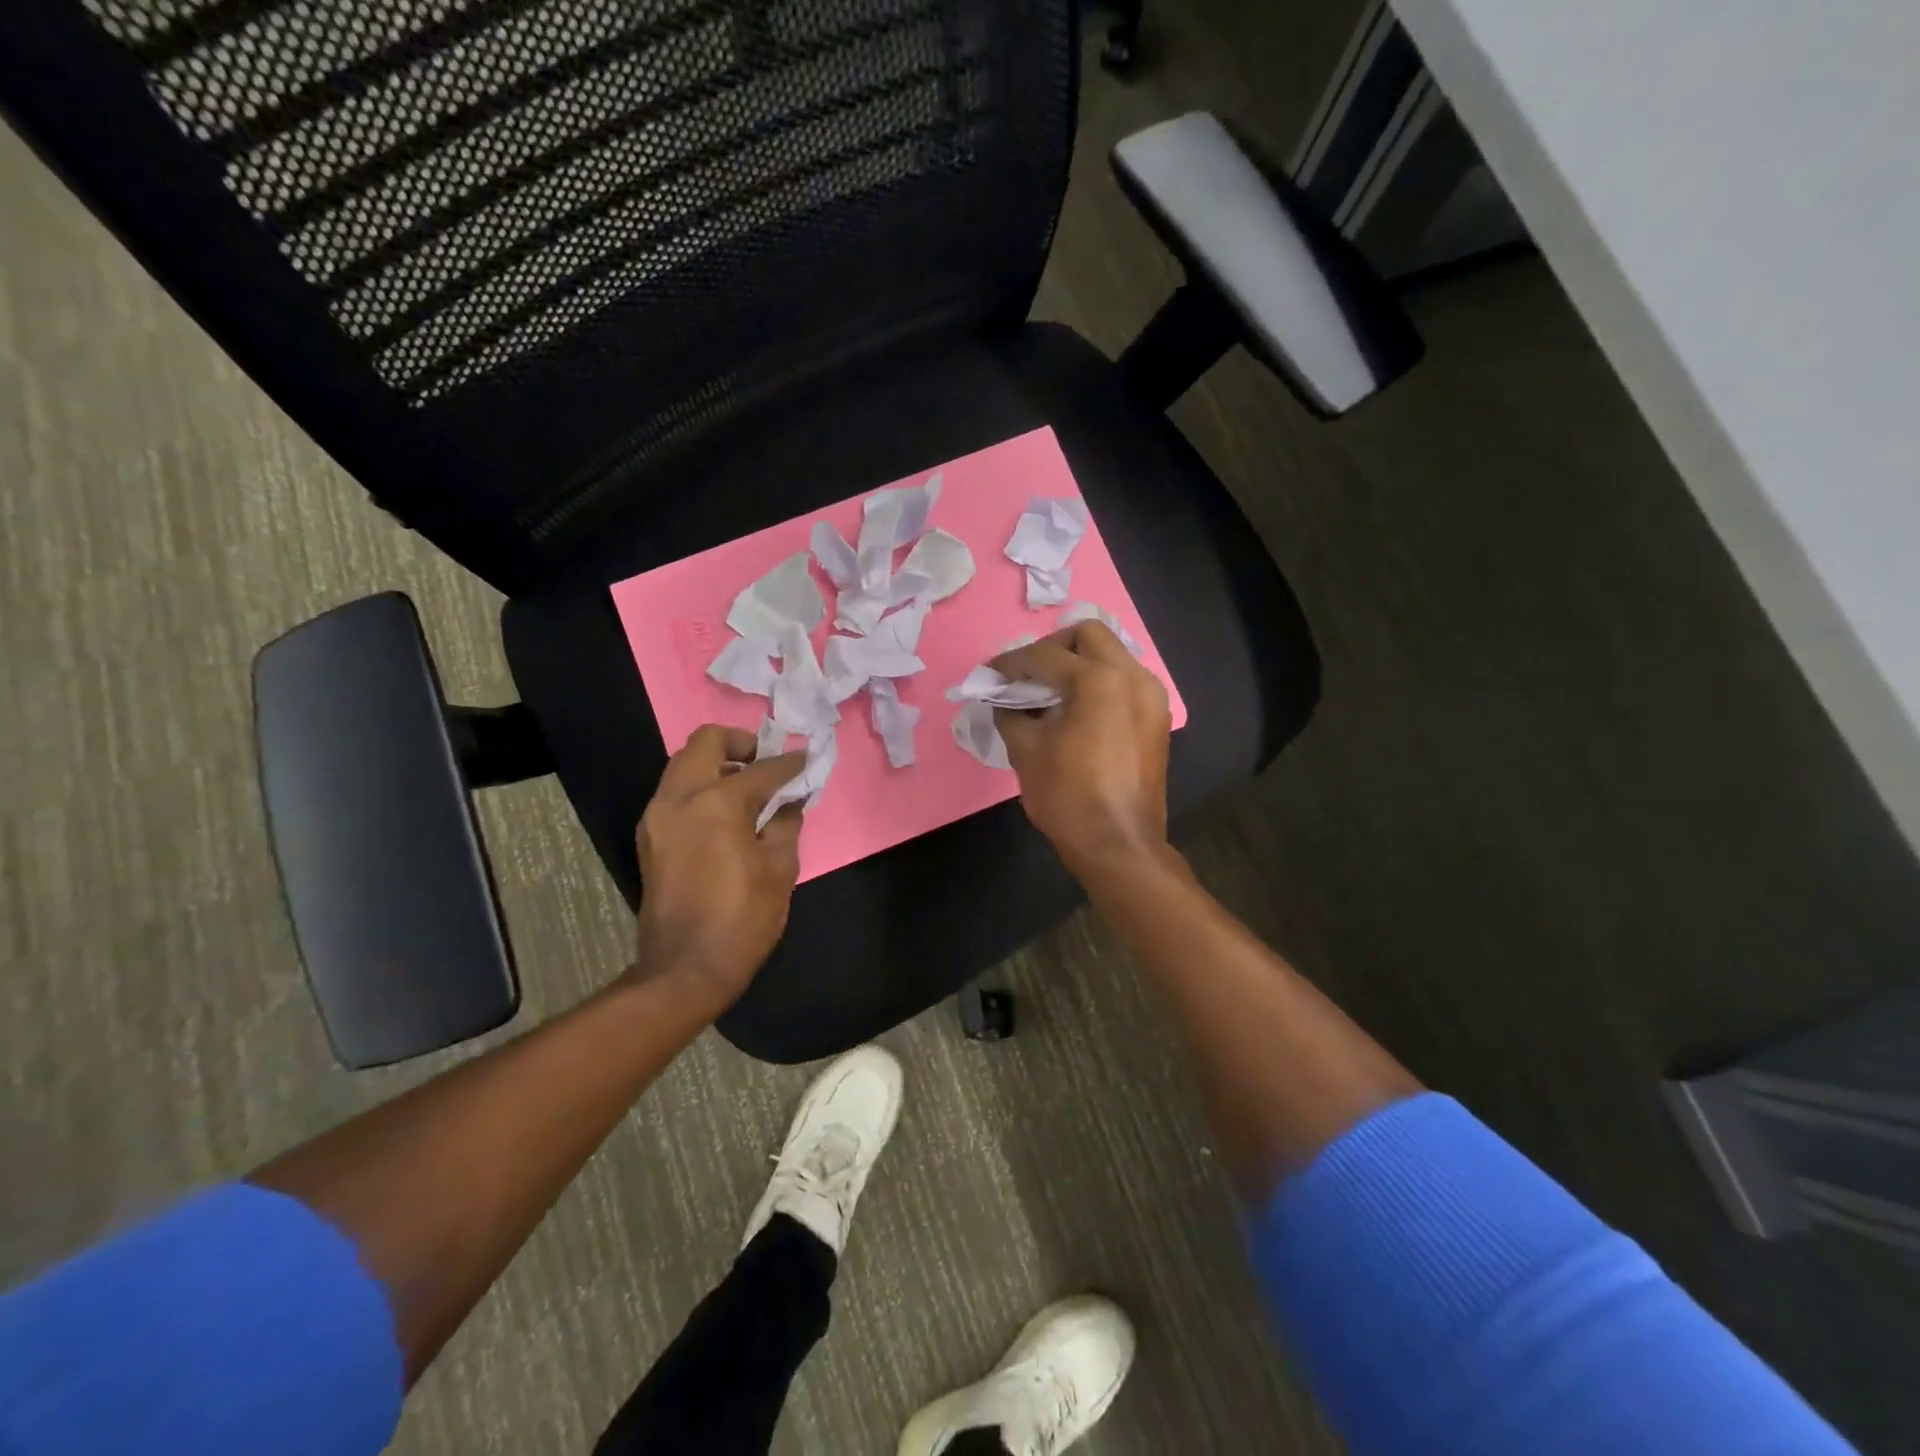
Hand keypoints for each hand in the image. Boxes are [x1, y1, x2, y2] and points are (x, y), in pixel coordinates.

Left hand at [629, 726, 807, 1012]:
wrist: (686, 968)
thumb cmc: (744, 918)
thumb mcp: (780, 868)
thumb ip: (786, 823)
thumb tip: (789, 801)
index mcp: (718, 802)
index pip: (762, 768)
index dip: (790, 763)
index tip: (806, 761)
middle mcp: (680, 797)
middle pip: (706, 742)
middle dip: (740, 743)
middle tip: (766, 763)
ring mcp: (657, 816)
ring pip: (684, 764)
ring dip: (716, 763)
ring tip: (748, 787)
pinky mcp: (649, 836)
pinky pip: (674, 792)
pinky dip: (700, 787)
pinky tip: (725, 812)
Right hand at [991, 622, 1171, 875]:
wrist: (1119, 845)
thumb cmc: (1067, 797)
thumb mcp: (1025, 750)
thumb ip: (1010, 712)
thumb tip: (1004, 698)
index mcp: (1099, 679)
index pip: (1044, 655)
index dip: (1011, 663)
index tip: (990, 673)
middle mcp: (1132, 676)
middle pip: (1088, 634)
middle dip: (1053, 647)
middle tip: (1029, 675)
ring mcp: (1151, 695)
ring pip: (1112, 654)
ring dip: (1079, 662)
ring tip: (1052, 691)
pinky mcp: (1157, 717)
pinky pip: (1125, 680)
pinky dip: (1099, 682)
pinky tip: (1078, 709)